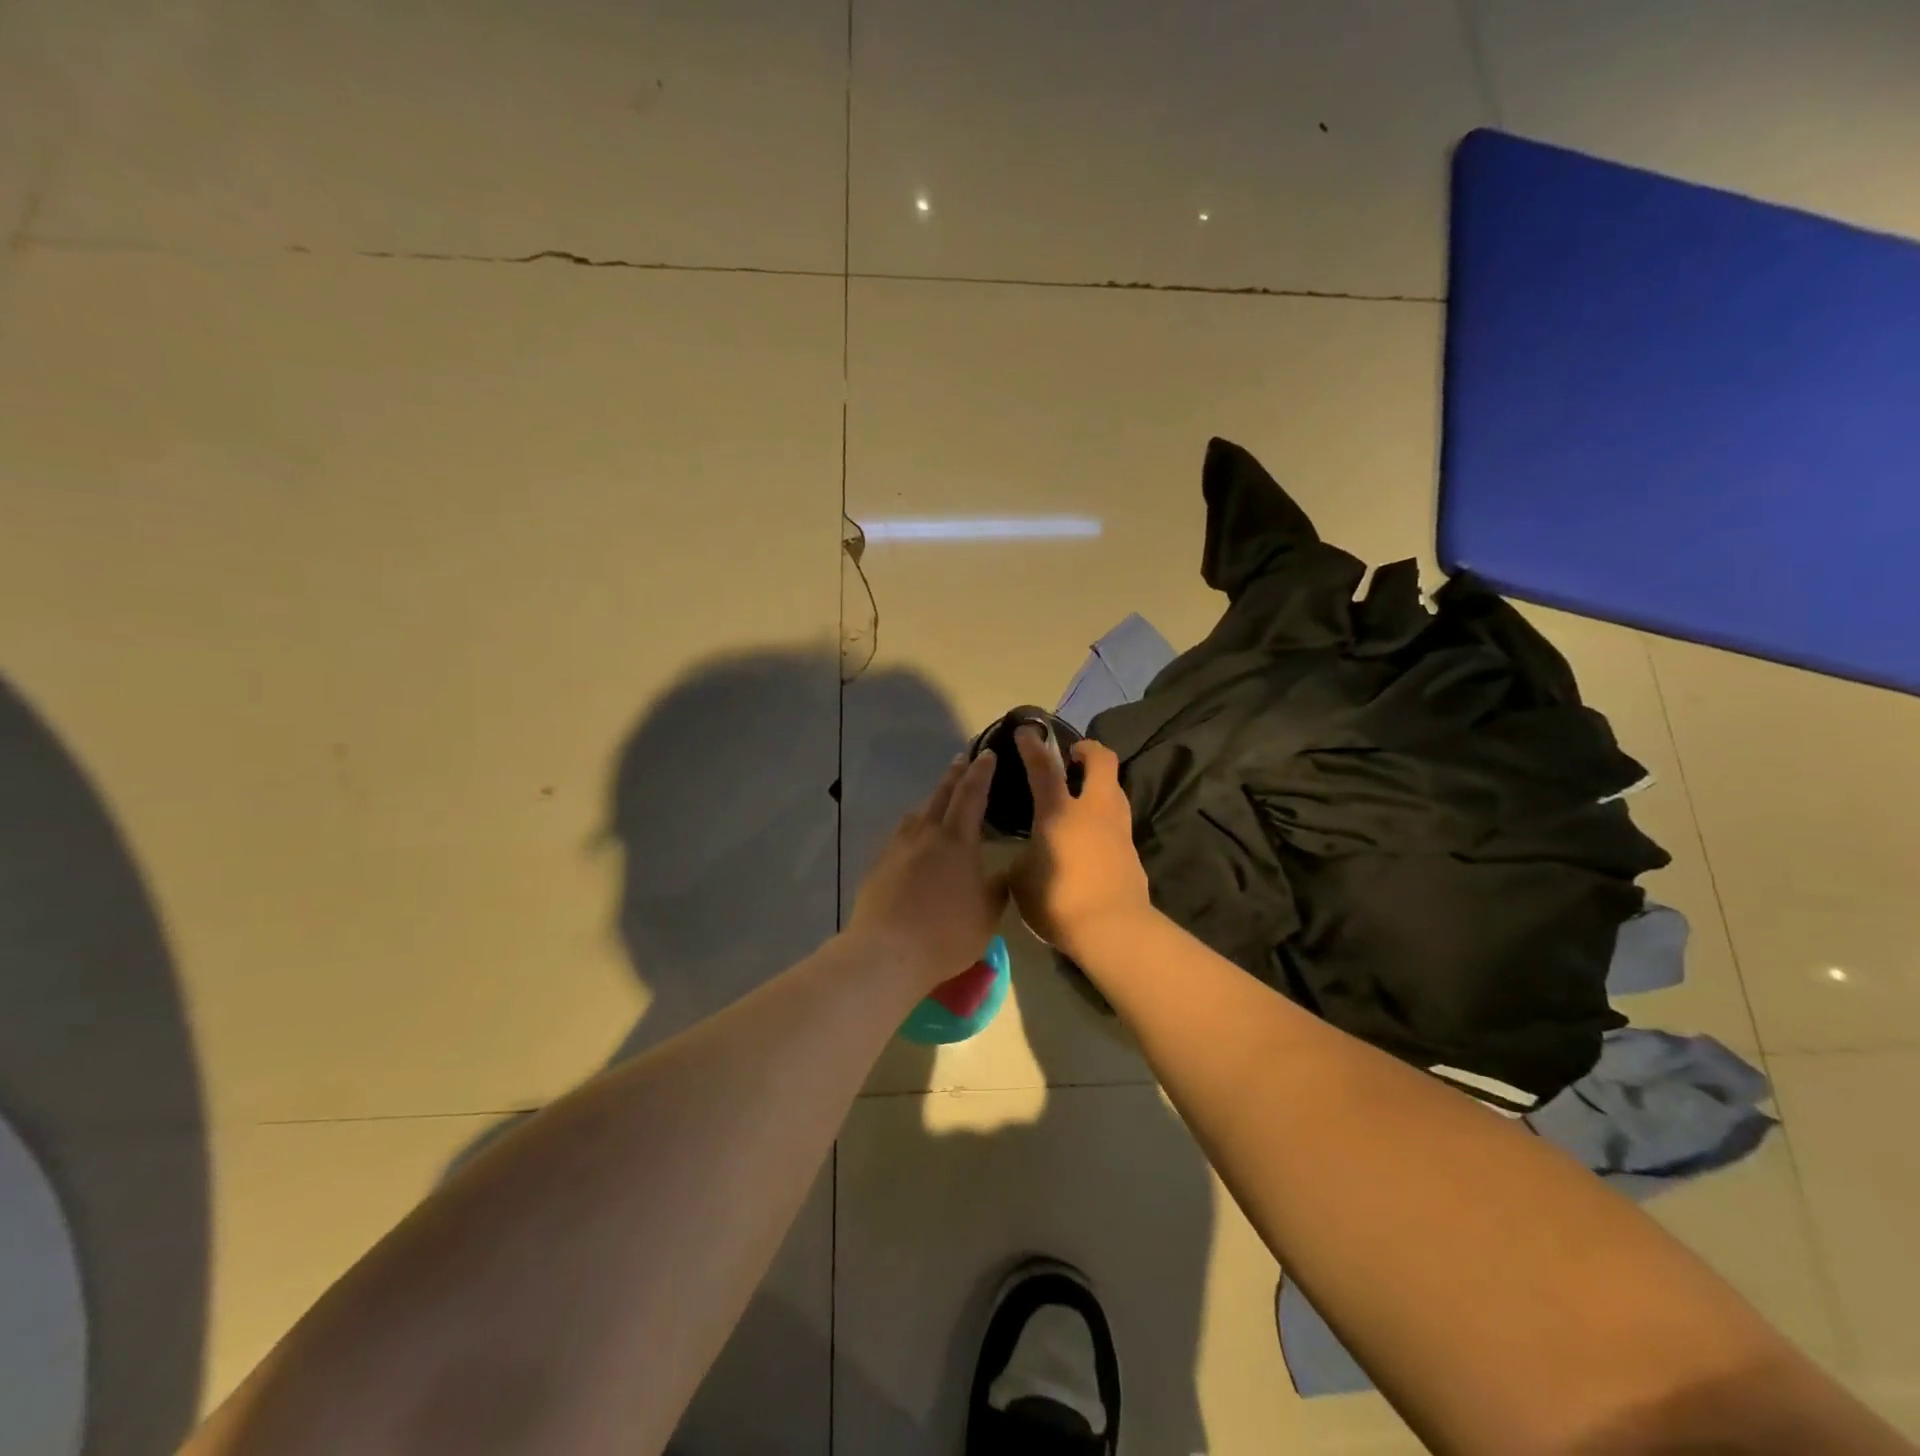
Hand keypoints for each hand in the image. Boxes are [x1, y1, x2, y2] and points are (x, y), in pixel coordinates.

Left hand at [846, 751, 1009, 995]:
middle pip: (941, 795)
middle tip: (963, 759)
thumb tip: (1002, 874)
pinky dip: (913, 827)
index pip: (972, 795)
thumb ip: (996, 890)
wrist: (886, 951)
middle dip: (955, 775)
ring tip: (939, 798)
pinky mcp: (879, 865)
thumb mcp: (987, 916)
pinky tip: (913, 838)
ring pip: (917, 813)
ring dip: (931, 800)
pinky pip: (901, 835)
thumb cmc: (946, 934)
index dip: (981, 773)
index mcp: (957, 841)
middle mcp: (926, 835)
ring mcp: (898, 848)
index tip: (987, 754)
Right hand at [1010, 726, 1152, 957]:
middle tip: (1072, 755)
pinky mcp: (1131, 850)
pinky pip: (1117, 819)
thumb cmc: (1058, 901)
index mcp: (1059, 812)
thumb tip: (1031, 852)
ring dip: (1100, 782)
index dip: (1033, 746)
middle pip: (1102, 761)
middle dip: (1088, 749)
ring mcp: (1118, 828)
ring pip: (1115, 788)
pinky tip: (1090, 833)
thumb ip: (1024, 855)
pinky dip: (1104, 815)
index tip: (1027, 730)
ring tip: (1081, 794)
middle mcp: (1093, 810)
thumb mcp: (1022, 879)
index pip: (1044, 767)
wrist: (1112, 930)